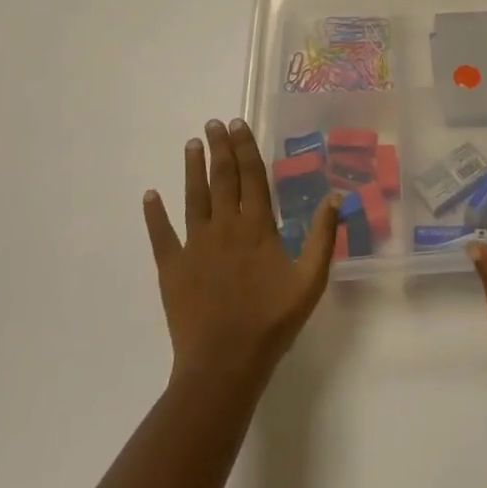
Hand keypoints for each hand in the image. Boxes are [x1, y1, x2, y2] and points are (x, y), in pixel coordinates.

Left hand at [143, 118, 340, 397]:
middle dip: (219, 148)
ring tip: (192, 144)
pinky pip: (161, 235)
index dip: (245, 147)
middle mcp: (225, 226)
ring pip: (194, 197)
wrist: (224, 364)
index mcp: (257, 226)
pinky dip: (155, 215)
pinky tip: (150, 196)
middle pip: (222, 178)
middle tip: (213, 123)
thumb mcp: (311, 280)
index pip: (252, 176)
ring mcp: (195, 245)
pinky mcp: (172, 268)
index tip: (238, 124)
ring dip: (193, 169)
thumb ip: (324, 236)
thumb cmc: (272, 321)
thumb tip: (336, 195)